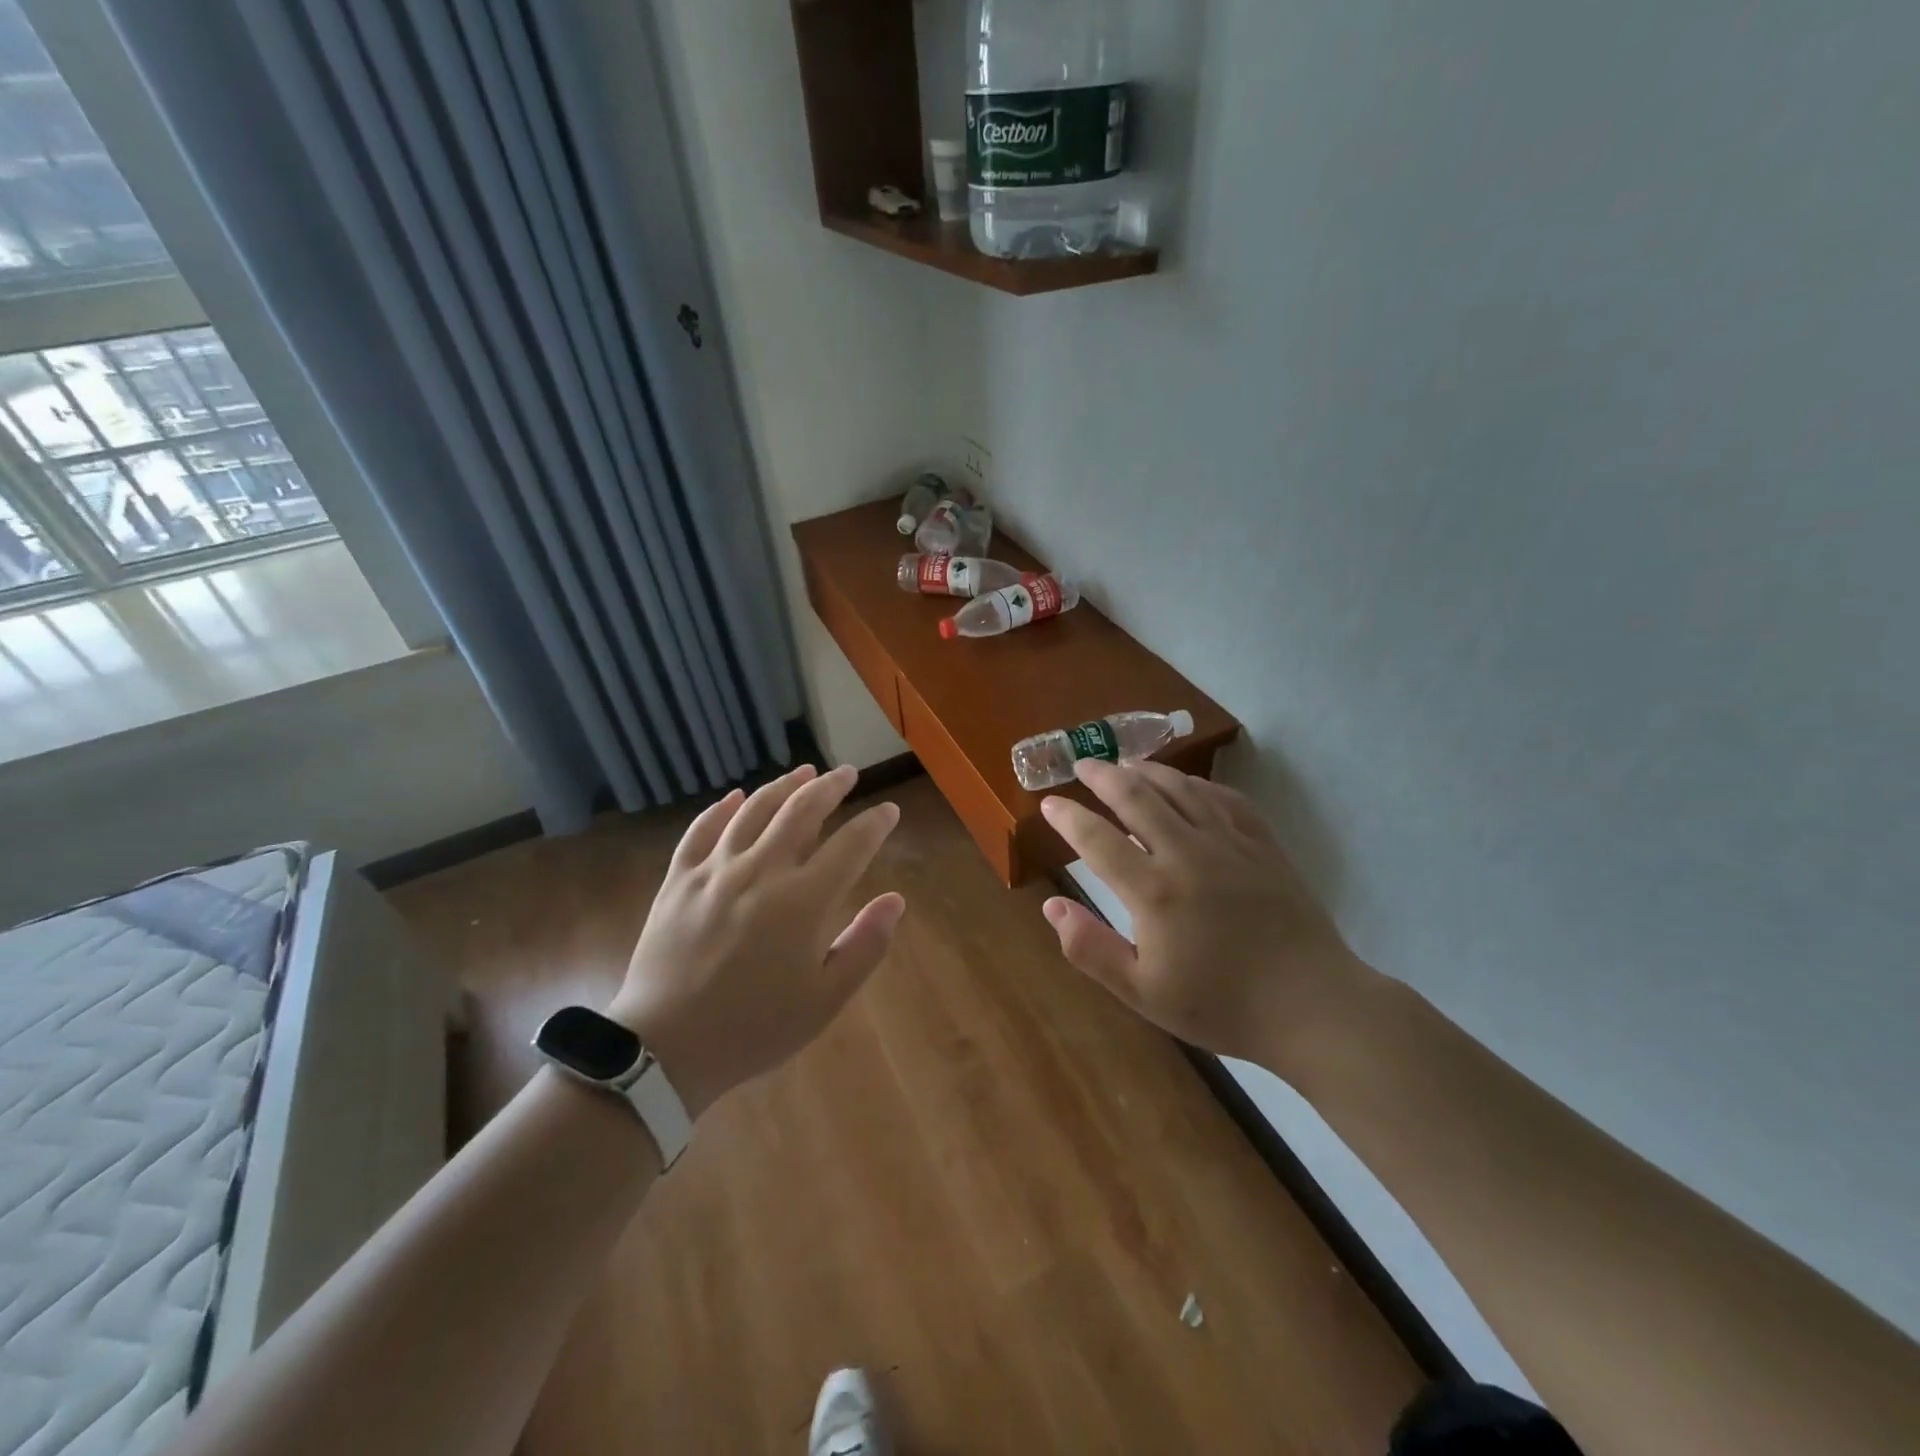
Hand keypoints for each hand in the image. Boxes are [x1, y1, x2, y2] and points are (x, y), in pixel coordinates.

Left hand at [607, 764, 903, 1119]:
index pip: (850, 845)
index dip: (874, 824)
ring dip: (783, 786)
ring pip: (753, 810)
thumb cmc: (754, 1028)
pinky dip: (721, 809)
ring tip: (804, 771)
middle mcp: (760, 871)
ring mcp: (714, 871)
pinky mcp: (678, 880)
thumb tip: (896, 900)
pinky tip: (735, 796)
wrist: (665, 1048)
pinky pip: (701, 830)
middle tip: (847, 774)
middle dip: (830, 787)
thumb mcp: (825, 1000)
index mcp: (802, 901)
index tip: (888, 810)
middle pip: (801, 811)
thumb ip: (865, 945)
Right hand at [1038, 759, 1368, 1081]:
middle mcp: (1188, 854)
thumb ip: (1091, 949)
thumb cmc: (1221, 1005)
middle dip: (1104, 777)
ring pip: (1181, 789)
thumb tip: (1052, 905)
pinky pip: (1226, 799)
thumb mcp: (1143, 993)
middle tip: (1084, 765)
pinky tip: (1188, 784)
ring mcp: (1231, 844)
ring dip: (1148, 770)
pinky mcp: (1264, 845)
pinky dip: (1199, 784)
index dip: (1068, 818)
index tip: (1049, 803)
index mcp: (1154, 891)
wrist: (1312, 1007)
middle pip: (1138, 798)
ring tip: (1125, 762)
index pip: (1097, 840)